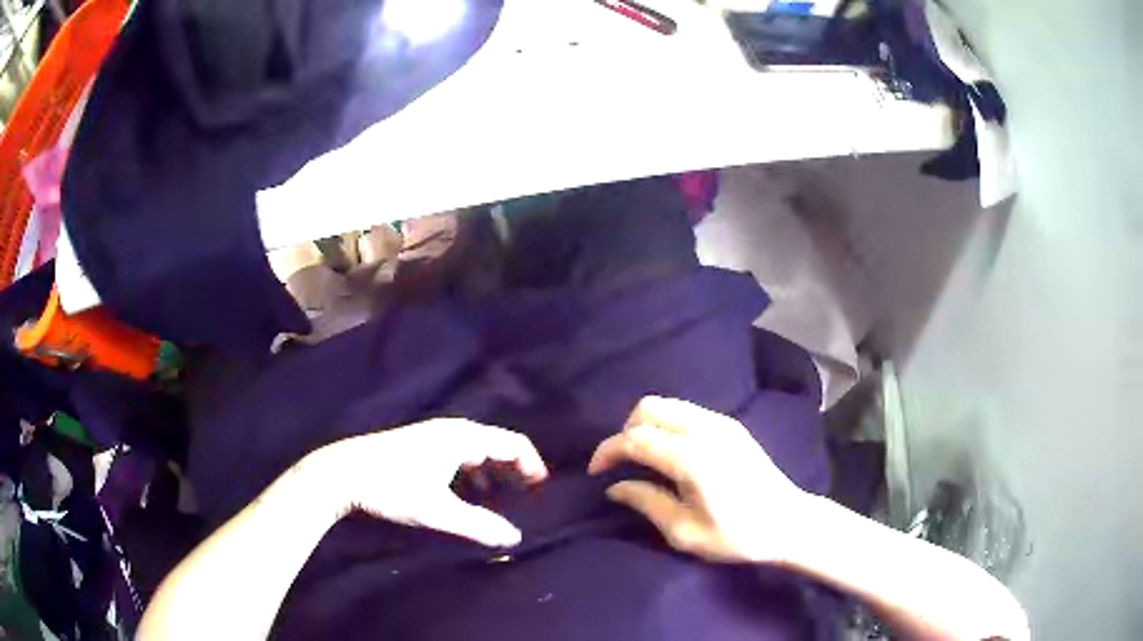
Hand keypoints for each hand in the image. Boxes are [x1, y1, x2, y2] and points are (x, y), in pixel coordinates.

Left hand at [303, 419, 547, 547]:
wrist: (342, 472)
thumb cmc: (391, 486)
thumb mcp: (436, 510)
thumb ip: (478, 524)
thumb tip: (514, 539)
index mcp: (462, 437)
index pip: (513, 443)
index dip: (533, 465)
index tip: (543, 491)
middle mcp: (451, 430)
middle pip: (497, 445)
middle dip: (515, 471)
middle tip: (527, 499)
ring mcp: (433, 436)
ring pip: (476, 452)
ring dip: (493, 474)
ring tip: (500, 502)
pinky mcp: (420, 446)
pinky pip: (460, 456)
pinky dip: (473, 474)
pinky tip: (467, 496)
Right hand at [588, 396, 809, 564]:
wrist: (789, 522)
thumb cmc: (738, 536)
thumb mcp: (686, 533)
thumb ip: (647, 503)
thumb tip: (615, 487)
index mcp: (692, 458)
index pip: (635, 438)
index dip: (608, 451)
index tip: (595, 472)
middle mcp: (705, 429)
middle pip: (648, 408)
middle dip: (625, 432)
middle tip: (620, 464)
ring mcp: (721, 422)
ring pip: (667, 404)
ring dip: (645, 425)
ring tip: (641, 458)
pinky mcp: (731, 425)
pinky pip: (686, 410)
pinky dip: (666, 423)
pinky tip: (669, 452)